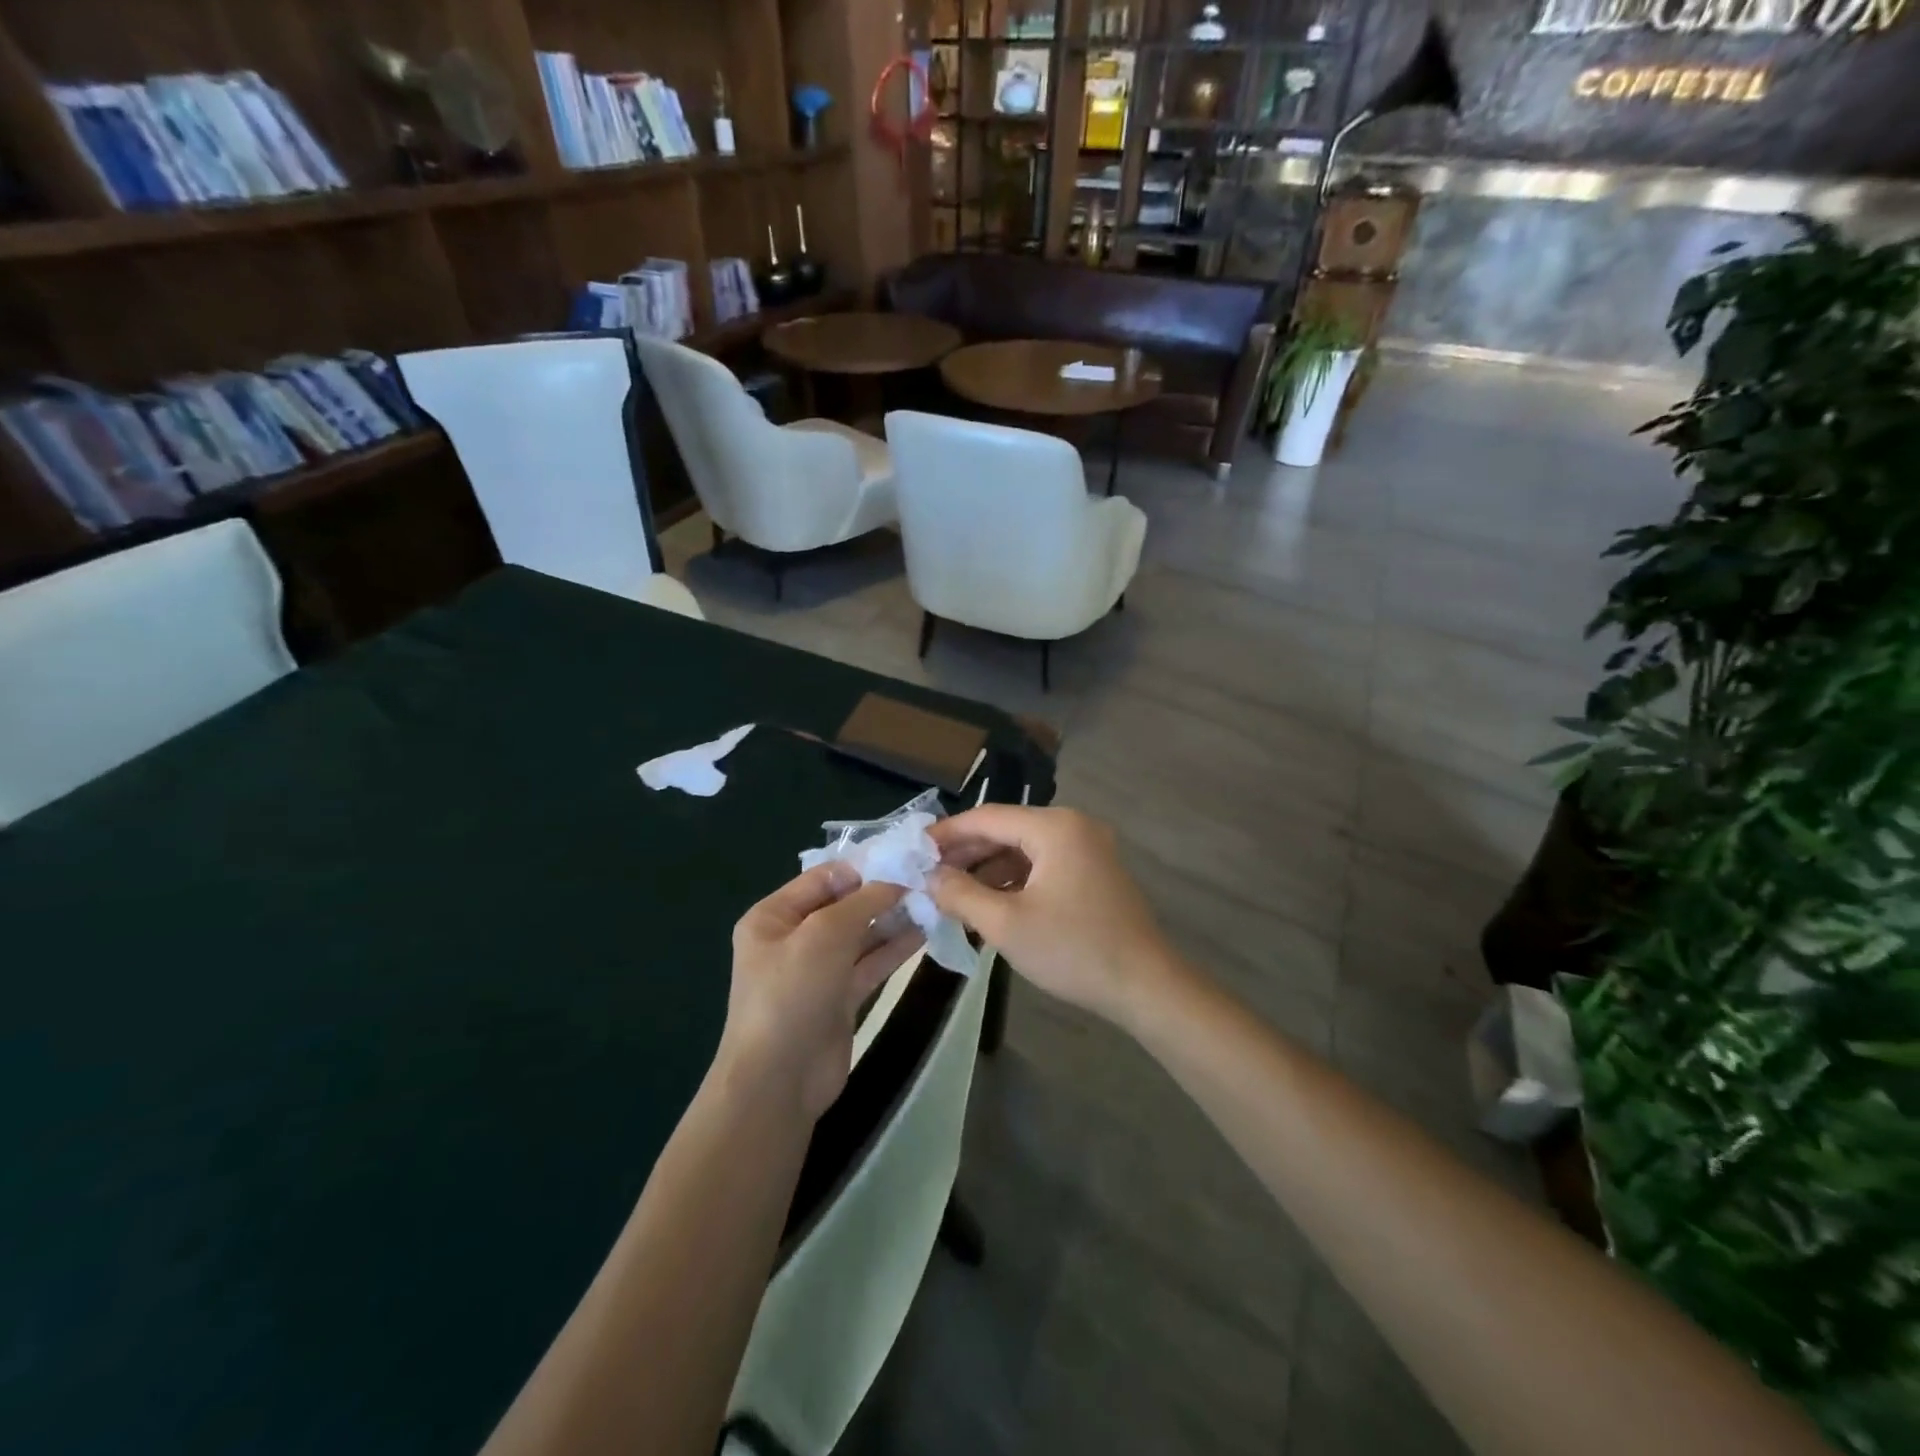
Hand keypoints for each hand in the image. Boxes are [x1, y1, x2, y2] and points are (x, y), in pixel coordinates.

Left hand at [721, 863, 923, 1117]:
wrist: (779, 1082)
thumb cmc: (792, 995)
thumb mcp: (824, 935)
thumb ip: (863, 902)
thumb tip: (897, 877)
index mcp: (774, 916)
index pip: (824, 877)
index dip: (864, 866)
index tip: (907, 856)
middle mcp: (793, 938)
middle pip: (844, 904)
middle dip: (883, 892)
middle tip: (928, 878)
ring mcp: (817, 970)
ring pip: (861, 934)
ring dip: (893, 918)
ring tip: (934, 900)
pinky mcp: (839, 997)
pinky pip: (870, 963)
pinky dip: (894, 948)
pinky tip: (924, 931)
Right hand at [927, 806, 1182, 1030]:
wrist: (1145, 986)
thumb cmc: (1073, 950)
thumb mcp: (1006, 924)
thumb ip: (961, 894)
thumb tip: (930, 876)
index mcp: (1055, 827)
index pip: (987, 817)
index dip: (947, 833)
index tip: (914, 850)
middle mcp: (1073, 826)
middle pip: (1007, 830)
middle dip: (967, 853)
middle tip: (928, 875)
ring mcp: (1088, 848)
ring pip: (1024, 849)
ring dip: (989, 869)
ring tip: (952, 893)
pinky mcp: (1095, 872)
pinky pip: (1044, 865)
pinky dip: (1015, 880)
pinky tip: (990, 903)